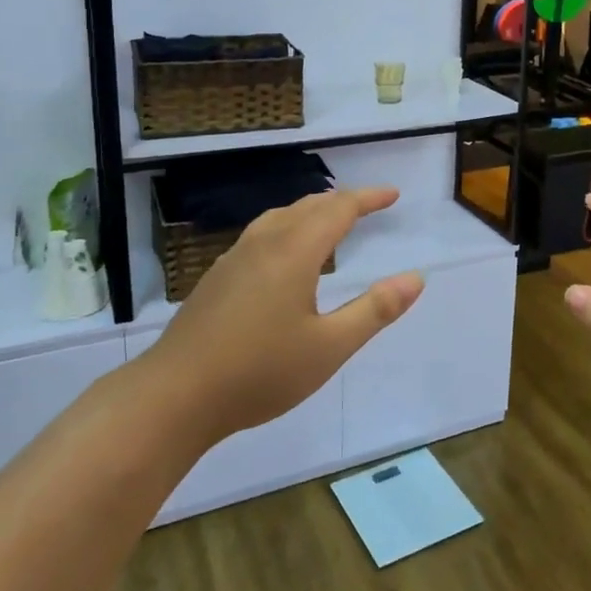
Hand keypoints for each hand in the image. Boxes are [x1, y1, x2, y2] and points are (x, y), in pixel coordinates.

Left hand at [142, 187, 423, 447]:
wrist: (175, 395)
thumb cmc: (259, 372)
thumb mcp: (329, 348)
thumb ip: (374, 310)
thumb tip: (415, 278)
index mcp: (294, 252)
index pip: (338, 209)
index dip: (368, 199)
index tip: (392, 195)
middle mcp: (264, 243)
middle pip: (308, 206)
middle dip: (342, 201)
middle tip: (368, 206)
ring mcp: (234, 258)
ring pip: (280, 217)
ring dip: (311, 211)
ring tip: (329, 222)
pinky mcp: (217, 277)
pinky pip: (261, 234)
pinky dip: (287, 228)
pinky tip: (284, 256)